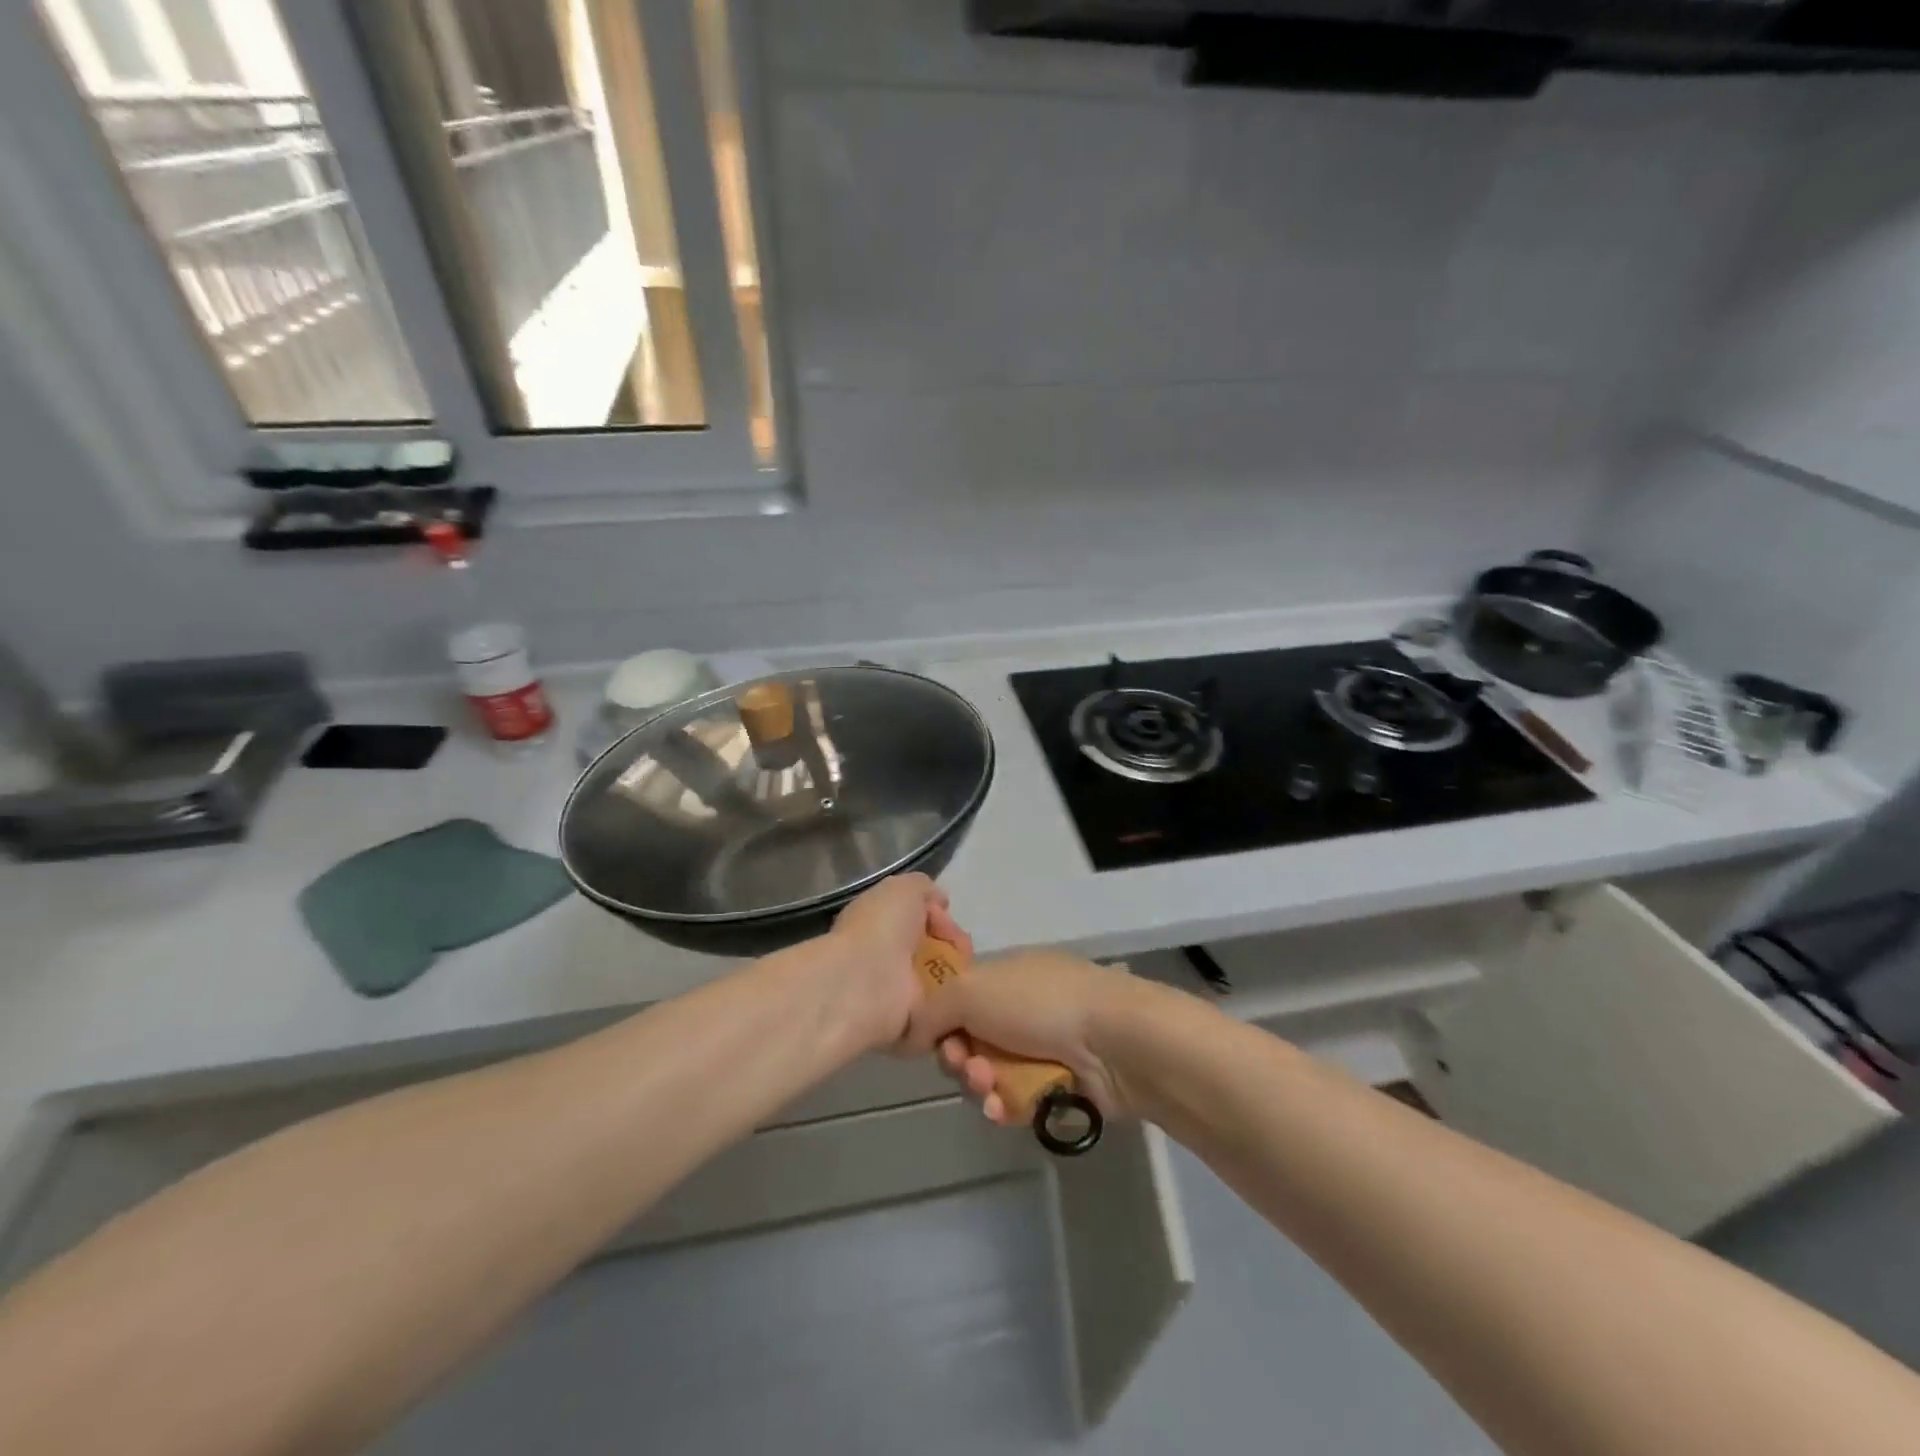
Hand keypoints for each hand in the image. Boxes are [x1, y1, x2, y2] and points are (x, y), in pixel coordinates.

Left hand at [826, 874, 970, 1049]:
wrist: (867, 981)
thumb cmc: (882, 928)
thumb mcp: (904, 889)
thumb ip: (924, 889)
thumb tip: (939, 902)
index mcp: (881, 925)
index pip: (921, 920)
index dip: (940, 917)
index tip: (946, 917)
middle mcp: (889, 957)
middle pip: (937, 950)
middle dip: (955, 946)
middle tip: (962, 949)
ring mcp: (900, 992)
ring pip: (944, 980)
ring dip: (958, 974)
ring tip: (965, 972)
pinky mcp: (911, 1024)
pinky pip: (943, 1011)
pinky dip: (956, 1004)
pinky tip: (964, 995)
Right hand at [903, 949, 1152, 1123]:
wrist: (1111, 1040)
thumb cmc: (1037, 1003)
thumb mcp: (971, 989)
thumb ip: (931, 1008)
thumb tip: (913, 1032)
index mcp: (1003, 975)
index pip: (957, 1000)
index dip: (940, 1023)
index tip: (936, 1040)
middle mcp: (1020, 1008)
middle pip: (969, 1042)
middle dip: (959, 1060)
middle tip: (968, 1068)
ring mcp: (1041, 1047)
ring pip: (990, 1075)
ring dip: (980, 1085)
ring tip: (990, 1089)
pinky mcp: (1057, 1085)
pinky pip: (1015, 1100)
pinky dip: (1005, 1106)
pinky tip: (1004, 1109)